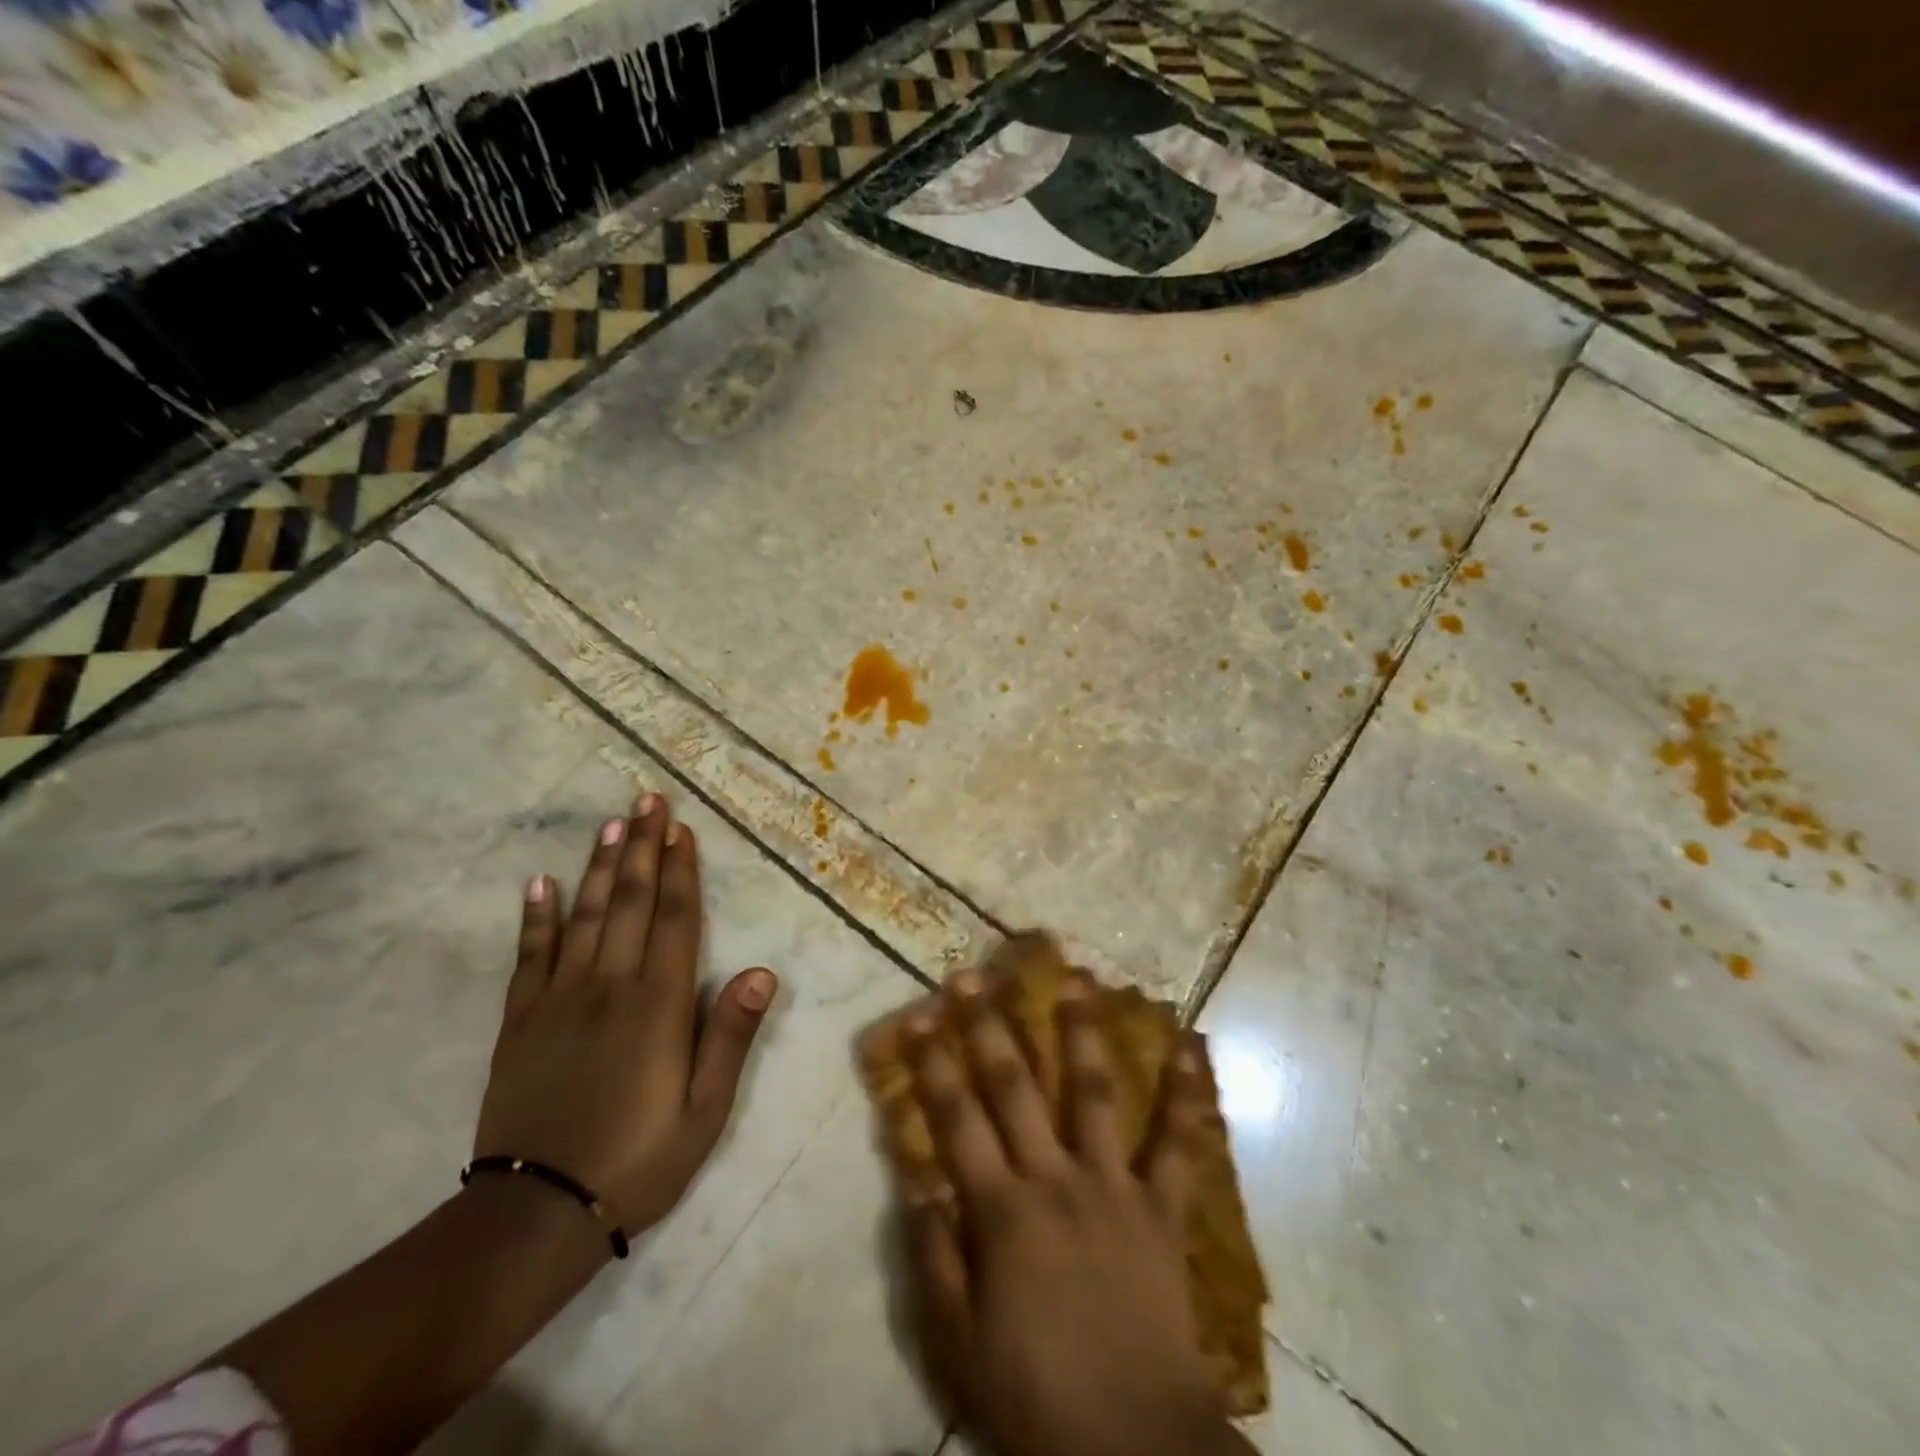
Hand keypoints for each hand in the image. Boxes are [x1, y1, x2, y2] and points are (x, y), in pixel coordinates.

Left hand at [474, 793, 776, 1237]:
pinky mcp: (520, 1021)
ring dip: (599, 866)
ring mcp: (559, 1000)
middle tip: (648, 800)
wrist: (535, 1215)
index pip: (674, 920)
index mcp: (658, 1006)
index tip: (681, 830)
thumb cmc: (637, 1161)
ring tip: (611, 824)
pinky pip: (530, 956)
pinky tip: (539, 883)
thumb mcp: (705, 1112)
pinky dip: (536, 917)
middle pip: (629, 902)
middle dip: (642, 848)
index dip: (680, 871)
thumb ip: (730, 1037)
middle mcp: (609, 987)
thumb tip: (762, 972)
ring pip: (584, 916)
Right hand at [900, 971, 1253, 1455]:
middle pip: (1015, 1088)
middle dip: (990, 1026)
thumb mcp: (958, 1346)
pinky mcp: (1163, 1207)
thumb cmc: (1036, 1398)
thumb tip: (917, 1182)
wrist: (1136, 1447)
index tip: (919, 1015)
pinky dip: (1186, 1094)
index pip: (956, 1119)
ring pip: (1095, 1092)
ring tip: (1078, 978)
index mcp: (1002, 1211)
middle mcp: (1055, 1178)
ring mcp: (1114, 1186)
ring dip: (1083, 1031)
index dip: (934, 1064)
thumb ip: (934, 1259)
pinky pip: (1178, 1144)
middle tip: (975, 975)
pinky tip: (1191, 1045)